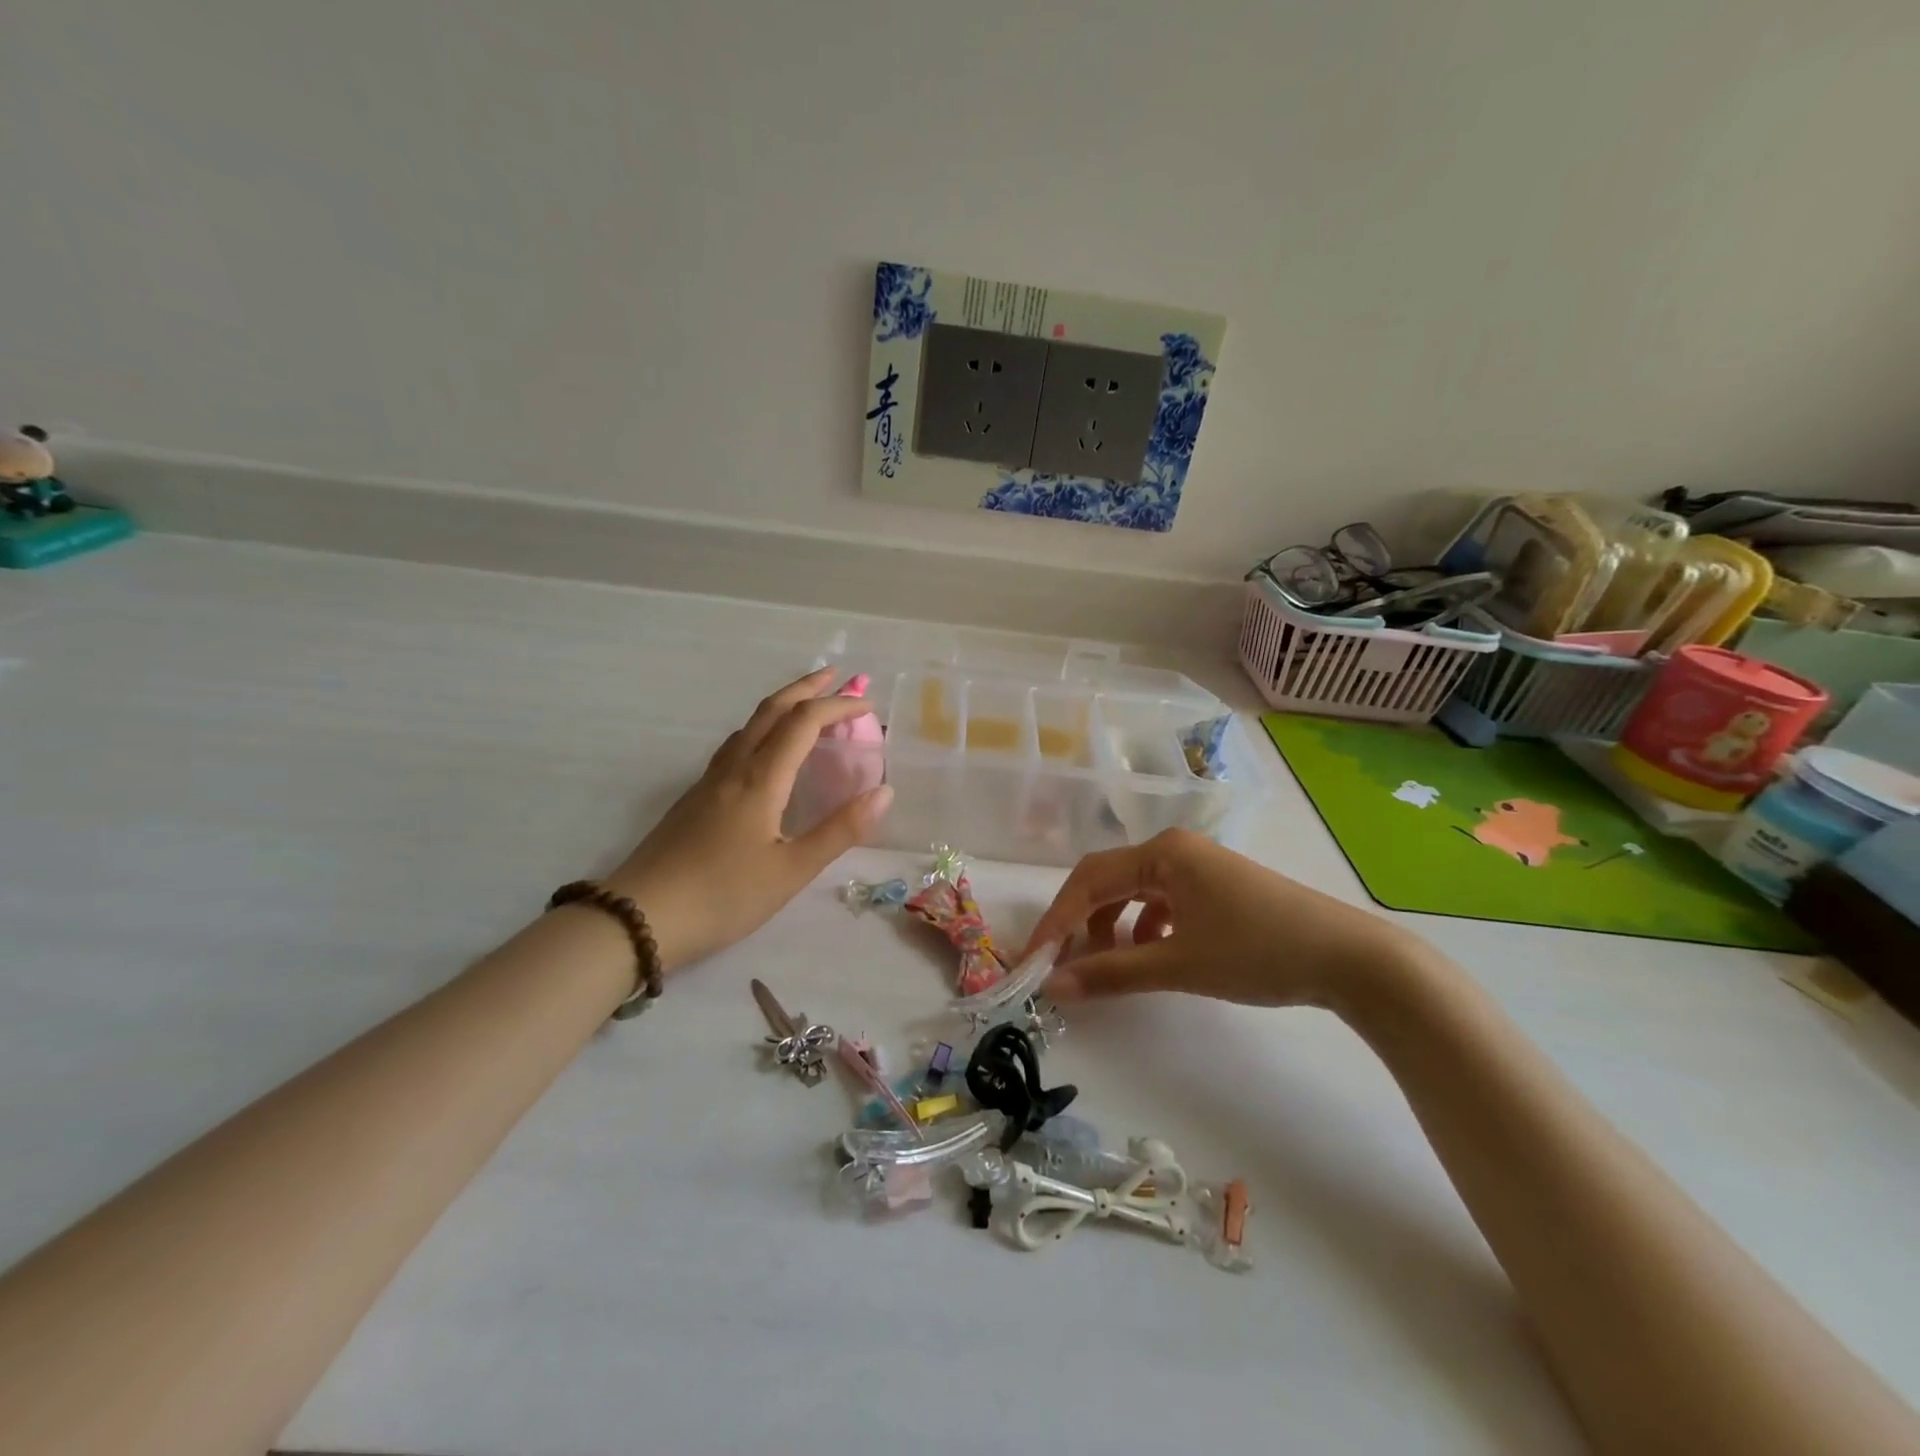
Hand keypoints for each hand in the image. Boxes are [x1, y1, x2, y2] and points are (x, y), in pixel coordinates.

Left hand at [607, 668, 890, 970]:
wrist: (638, 918)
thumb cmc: (723, 896)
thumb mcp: (792, 871)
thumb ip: (840, 830)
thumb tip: (884, 792)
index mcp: (760, 779)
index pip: (804, 723)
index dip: (838, 707)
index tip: (869, 708)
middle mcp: (733, 768)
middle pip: (771, 710)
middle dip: (806, 688)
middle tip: (836, 676)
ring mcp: (708, 781)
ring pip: (748, 726)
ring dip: (782, 706)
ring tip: (806, 707)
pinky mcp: (694, 799)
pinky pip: (735, 746)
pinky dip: (762, 730)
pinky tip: (764, 752)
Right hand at [1022, 829, 1415, 1010]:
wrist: (1351, 959)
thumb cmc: (1258, 952)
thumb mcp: (1179, 964)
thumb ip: (1112, 973)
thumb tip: (1054, 987)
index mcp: (1162, 853)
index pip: (1089, 880)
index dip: (1055, 920)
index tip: (1032, 959)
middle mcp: (1175, 849)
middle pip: (1108, 881)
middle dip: (1080, 922)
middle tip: (1060, 964)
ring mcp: (1198, 867)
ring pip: (1134, 892)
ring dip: (1112, 926)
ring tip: (1107, 964)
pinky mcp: (1215, 888)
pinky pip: (1162, 901)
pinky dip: (1144, 927)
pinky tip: (1151, 953)